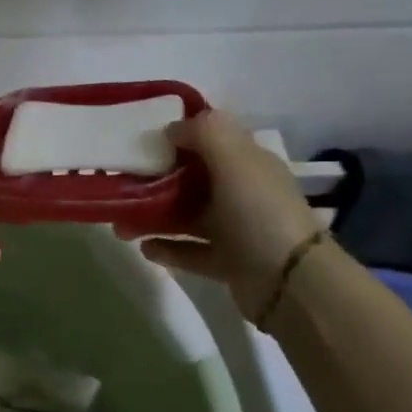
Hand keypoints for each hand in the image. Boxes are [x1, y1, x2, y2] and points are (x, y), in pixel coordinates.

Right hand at [117, 109, 320, 319]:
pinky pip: (190, 251)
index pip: (212, 141)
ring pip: (186, 217)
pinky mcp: (228, 263)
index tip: (141, 141)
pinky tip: (143, 248)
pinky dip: (166, 249)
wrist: (290, 283)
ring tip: (120, 226)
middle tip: (120, 187)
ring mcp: (236, 230)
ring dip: (152, 218)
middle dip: (155, 181)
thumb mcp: (235, 159)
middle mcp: (243, 193)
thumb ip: (204, 133)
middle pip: (192, 180)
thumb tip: (172, 128)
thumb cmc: (259, 213)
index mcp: (249, 164)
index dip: (179, 137)